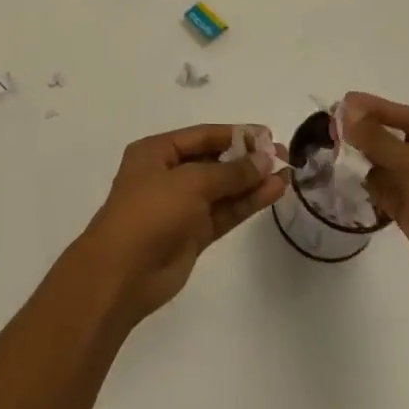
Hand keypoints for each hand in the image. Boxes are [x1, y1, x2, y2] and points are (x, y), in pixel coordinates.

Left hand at [76, 124, 285, 324]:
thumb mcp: (190, 183)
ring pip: (223, 188)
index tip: (267, 135)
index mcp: (156, 152)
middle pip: (214, 160)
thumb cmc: (150, 212)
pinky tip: (272, 192)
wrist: (122, 274)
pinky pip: (224, 212)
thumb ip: (230, 172)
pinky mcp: (193, 234)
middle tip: (283, 155)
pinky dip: (247, 202)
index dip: (235, 134)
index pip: (202, 136)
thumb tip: (264, 159)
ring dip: (252, 181)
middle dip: (247, 158)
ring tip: (286, 174)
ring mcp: (181, 206)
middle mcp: (169, 174)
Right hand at [342, 93, 408, 322]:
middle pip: (399, 141)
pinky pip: (391, 194)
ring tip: (336, 152)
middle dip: (369, 133)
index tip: (344, 102)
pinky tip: (351, 180)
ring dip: (368, 160)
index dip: (376, 108)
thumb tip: (347, 112)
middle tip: (333, 127)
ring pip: (392, 168)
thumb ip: (380, 140)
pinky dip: (373, 187)